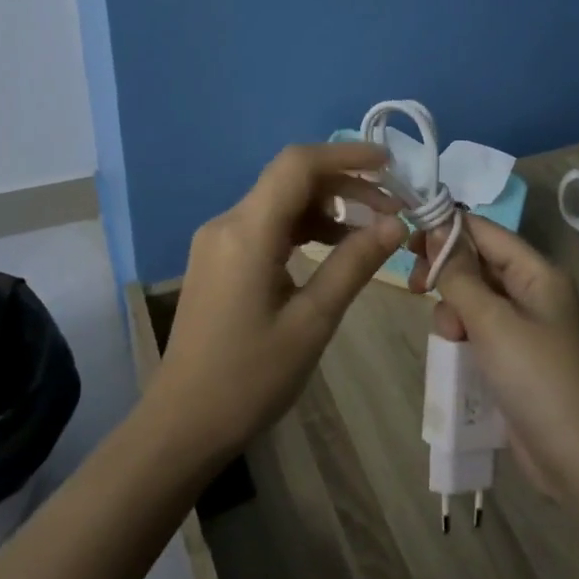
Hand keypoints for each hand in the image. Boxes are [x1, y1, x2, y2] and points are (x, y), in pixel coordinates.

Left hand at [153, 142, 405, 458]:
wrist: (183, 423)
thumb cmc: (249, 378)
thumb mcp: (312, 322)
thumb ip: (353, 265)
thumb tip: (396, 224)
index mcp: (247, 232)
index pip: (297, 165)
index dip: (346, 155)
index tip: (389, 164)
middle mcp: (227, 223)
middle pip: (290, 179)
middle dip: (344, 184)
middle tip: (392, 207)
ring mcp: (218, 240)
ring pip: (279, 201)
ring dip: (326, 206)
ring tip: (371, 228)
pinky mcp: (218, 258)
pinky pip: (266, 224)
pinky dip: (303, 226)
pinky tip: (333, 246)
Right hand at [410, 216, 578, 497]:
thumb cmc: (538, 379)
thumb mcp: (493, 322)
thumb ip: (459, 275)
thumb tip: (434, 230)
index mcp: (537, 273)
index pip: (486, 232)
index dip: (447, 228)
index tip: (406, 236)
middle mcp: (532, 292)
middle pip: (477, 263)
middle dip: (446, 273)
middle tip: (415, 287)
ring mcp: (524, 327)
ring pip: (473, 298)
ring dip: (453, 310)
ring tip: (450, 338)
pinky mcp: (514, 358)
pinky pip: (478, 330)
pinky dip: (462, 335)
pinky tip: (452, 352)